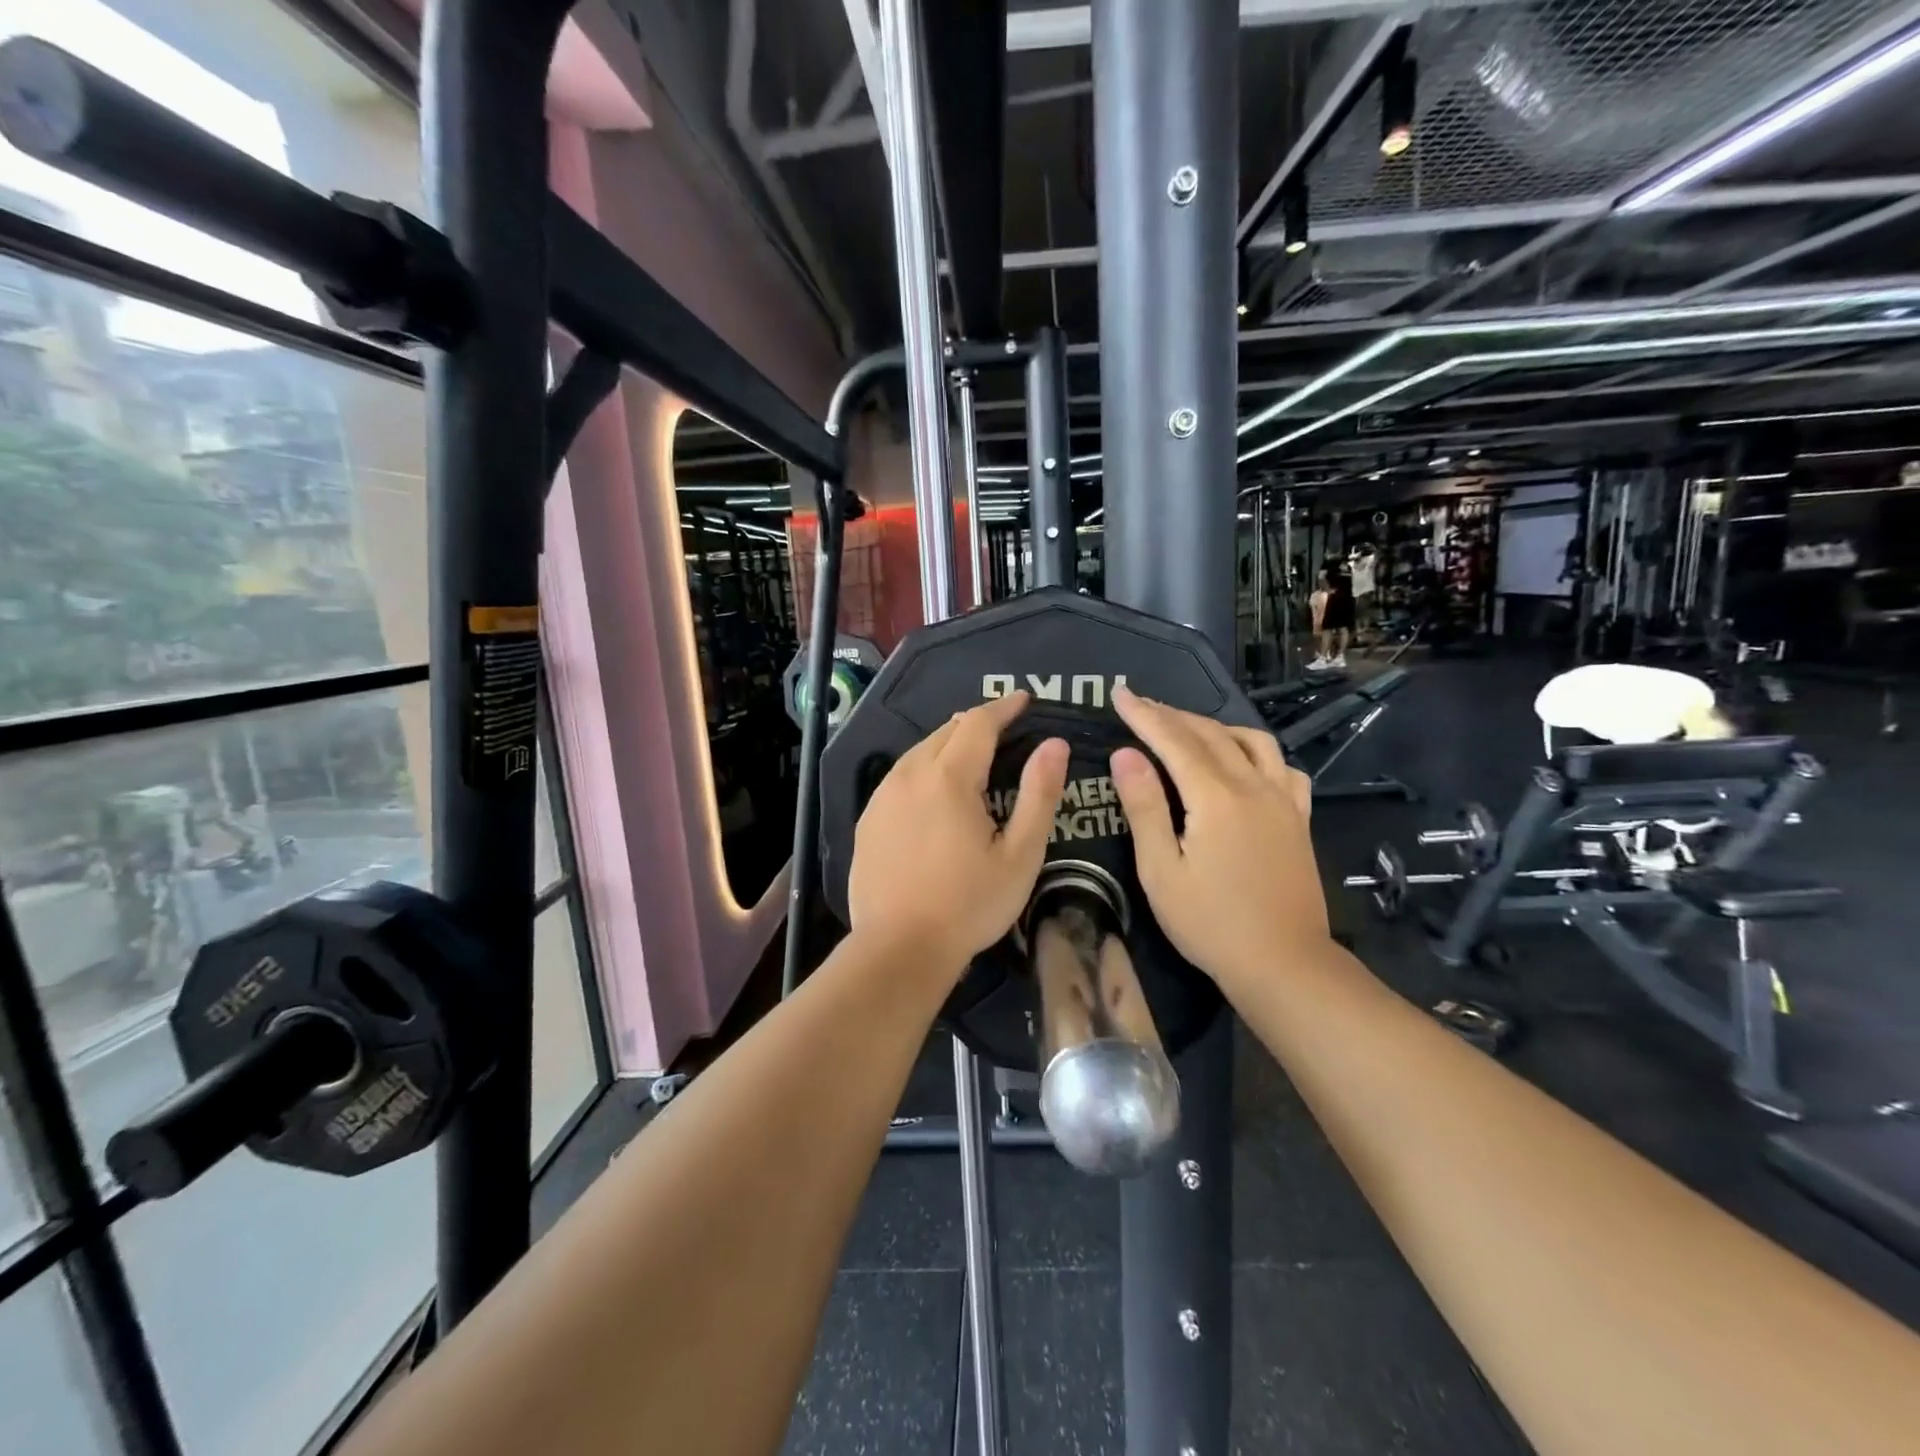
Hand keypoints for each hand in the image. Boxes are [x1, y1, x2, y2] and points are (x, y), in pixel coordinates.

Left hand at [848, 691, 1069, 978]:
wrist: (898, 948)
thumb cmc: (969, 904)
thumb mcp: (1020, 855)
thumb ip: (1038, 794)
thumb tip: (1054, 745)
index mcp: (949, 778)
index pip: (978, 724)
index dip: (1003, 707)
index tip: (1024, 699)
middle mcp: (910, 775)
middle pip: (946, 732)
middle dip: (976, 723)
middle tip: (1003, 727)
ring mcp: (883, 797)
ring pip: (919, 752)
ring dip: (948, 744)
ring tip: (971, 752)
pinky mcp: (868, 819)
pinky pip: (900, 776)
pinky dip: (924, 768)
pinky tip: (933, 789)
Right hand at [1108, 686, 1328, 992]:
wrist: (1285, 965)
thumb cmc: (1211, 924)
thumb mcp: (1161, 871)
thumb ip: (1144, 807)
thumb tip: (1126, 755)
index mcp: (1216, 797)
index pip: (1174, 740)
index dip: (1144, 715)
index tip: (1119, 693)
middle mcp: (1254, 786)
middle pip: (1211, 734)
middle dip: (1172, 715)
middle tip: (1140, 705)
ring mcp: (1283, 801)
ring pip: (1252, 741)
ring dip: (1215, 727)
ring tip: (1187, 729)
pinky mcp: (1298, 819)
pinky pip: (1282, 767)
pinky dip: (1257, 753)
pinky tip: (1244, 763)